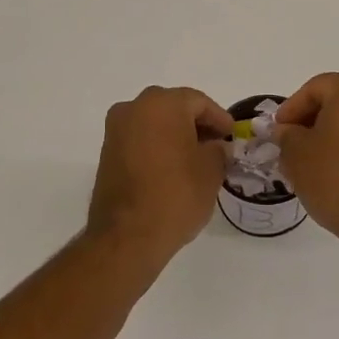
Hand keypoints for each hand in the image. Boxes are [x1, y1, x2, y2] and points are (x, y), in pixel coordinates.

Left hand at [86, 86, 232, 264]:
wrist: (127, 236)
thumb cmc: (176, 195)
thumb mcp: (211, 170)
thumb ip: (218, 149)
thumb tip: (216, 146)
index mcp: (162, 104)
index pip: (199, 102)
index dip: (220, 119)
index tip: (232, 136)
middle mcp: (134, 108)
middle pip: (174, 107)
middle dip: (196, 124)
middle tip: (216, 145)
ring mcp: (116, 130)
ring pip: (154, 123)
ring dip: (175, 135)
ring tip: (196, 159)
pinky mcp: (106, 153)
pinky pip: (139, 139)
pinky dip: (157, 146)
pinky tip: (173, 168)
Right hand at [272, 73, 338, 246]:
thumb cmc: (333, 174)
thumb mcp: (296, 152)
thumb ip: (286, 135)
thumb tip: (286, 131)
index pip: (315, 88)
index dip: (291, 108)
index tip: (277, 130)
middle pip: (337, 101)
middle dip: (310, 120)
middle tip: (289, 143)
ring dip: (329, 135)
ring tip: (308, 160)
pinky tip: (331, 170)